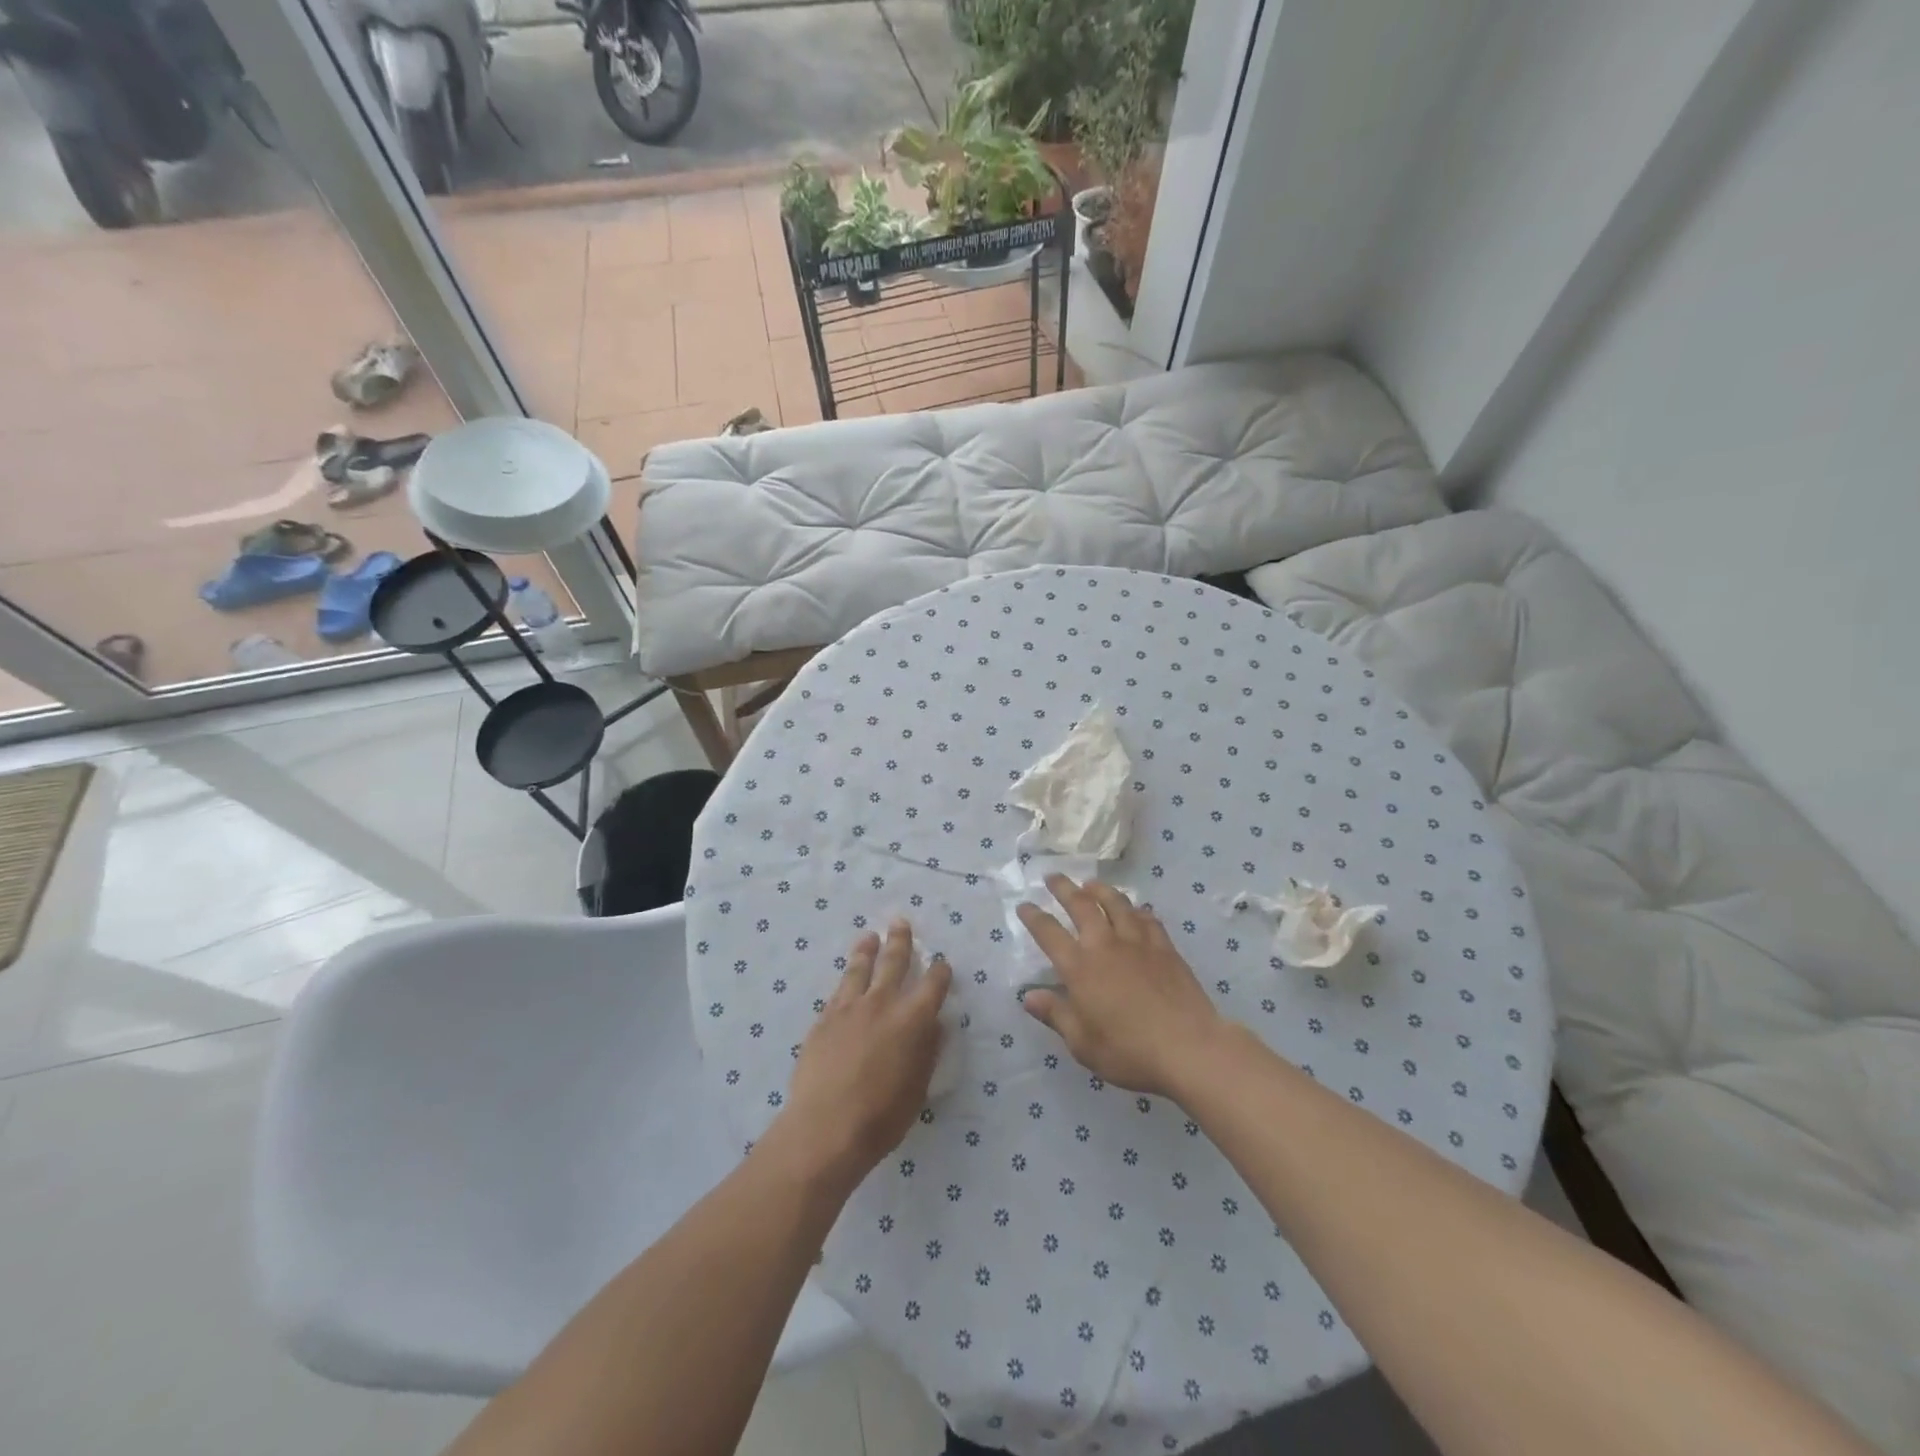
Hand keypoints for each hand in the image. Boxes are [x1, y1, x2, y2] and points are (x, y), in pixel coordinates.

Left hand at [773, 921, 951, 1191]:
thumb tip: (934, 1024)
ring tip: (869, 937)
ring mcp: (848, 1009)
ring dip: (866, 951)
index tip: (942, 963)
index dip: (940, 971)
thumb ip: (927, 1050)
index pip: (932, 984)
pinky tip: (845, 980)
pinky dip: (845, 981)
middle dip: (900, 941)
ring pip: (859, 969)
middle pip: (893, 962)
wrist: (825, 1127)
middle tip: (900, 922)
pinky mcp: (823, 1021)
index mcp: (912, 1019)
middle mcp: (882, 1003)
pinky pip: (837, 992)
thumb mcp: (918, 1087)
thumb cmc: (882, 1116)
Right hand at [1018, 875, 1224, 1097]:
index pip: (1049, 933)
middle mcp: (1105, 945)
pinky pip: (1146, 918)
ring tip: (1091, 884)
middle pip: (1081, 905)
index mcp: (1079, 967)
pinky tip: (1134, 910)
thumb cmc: (1128, 1051)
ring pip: (1116, 903)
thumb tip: (1029, 995)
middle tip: (1053, 877)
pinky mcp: (1165, 947)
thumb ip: (1055, 1014)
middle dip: (1064, 888)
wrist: (1188, 1047)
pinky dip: (1135, 909)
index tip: (1024, 905)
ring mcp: (1138, 942)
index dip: (1034, 917)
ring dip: (1100, 889)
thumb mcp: (1082, 1043)